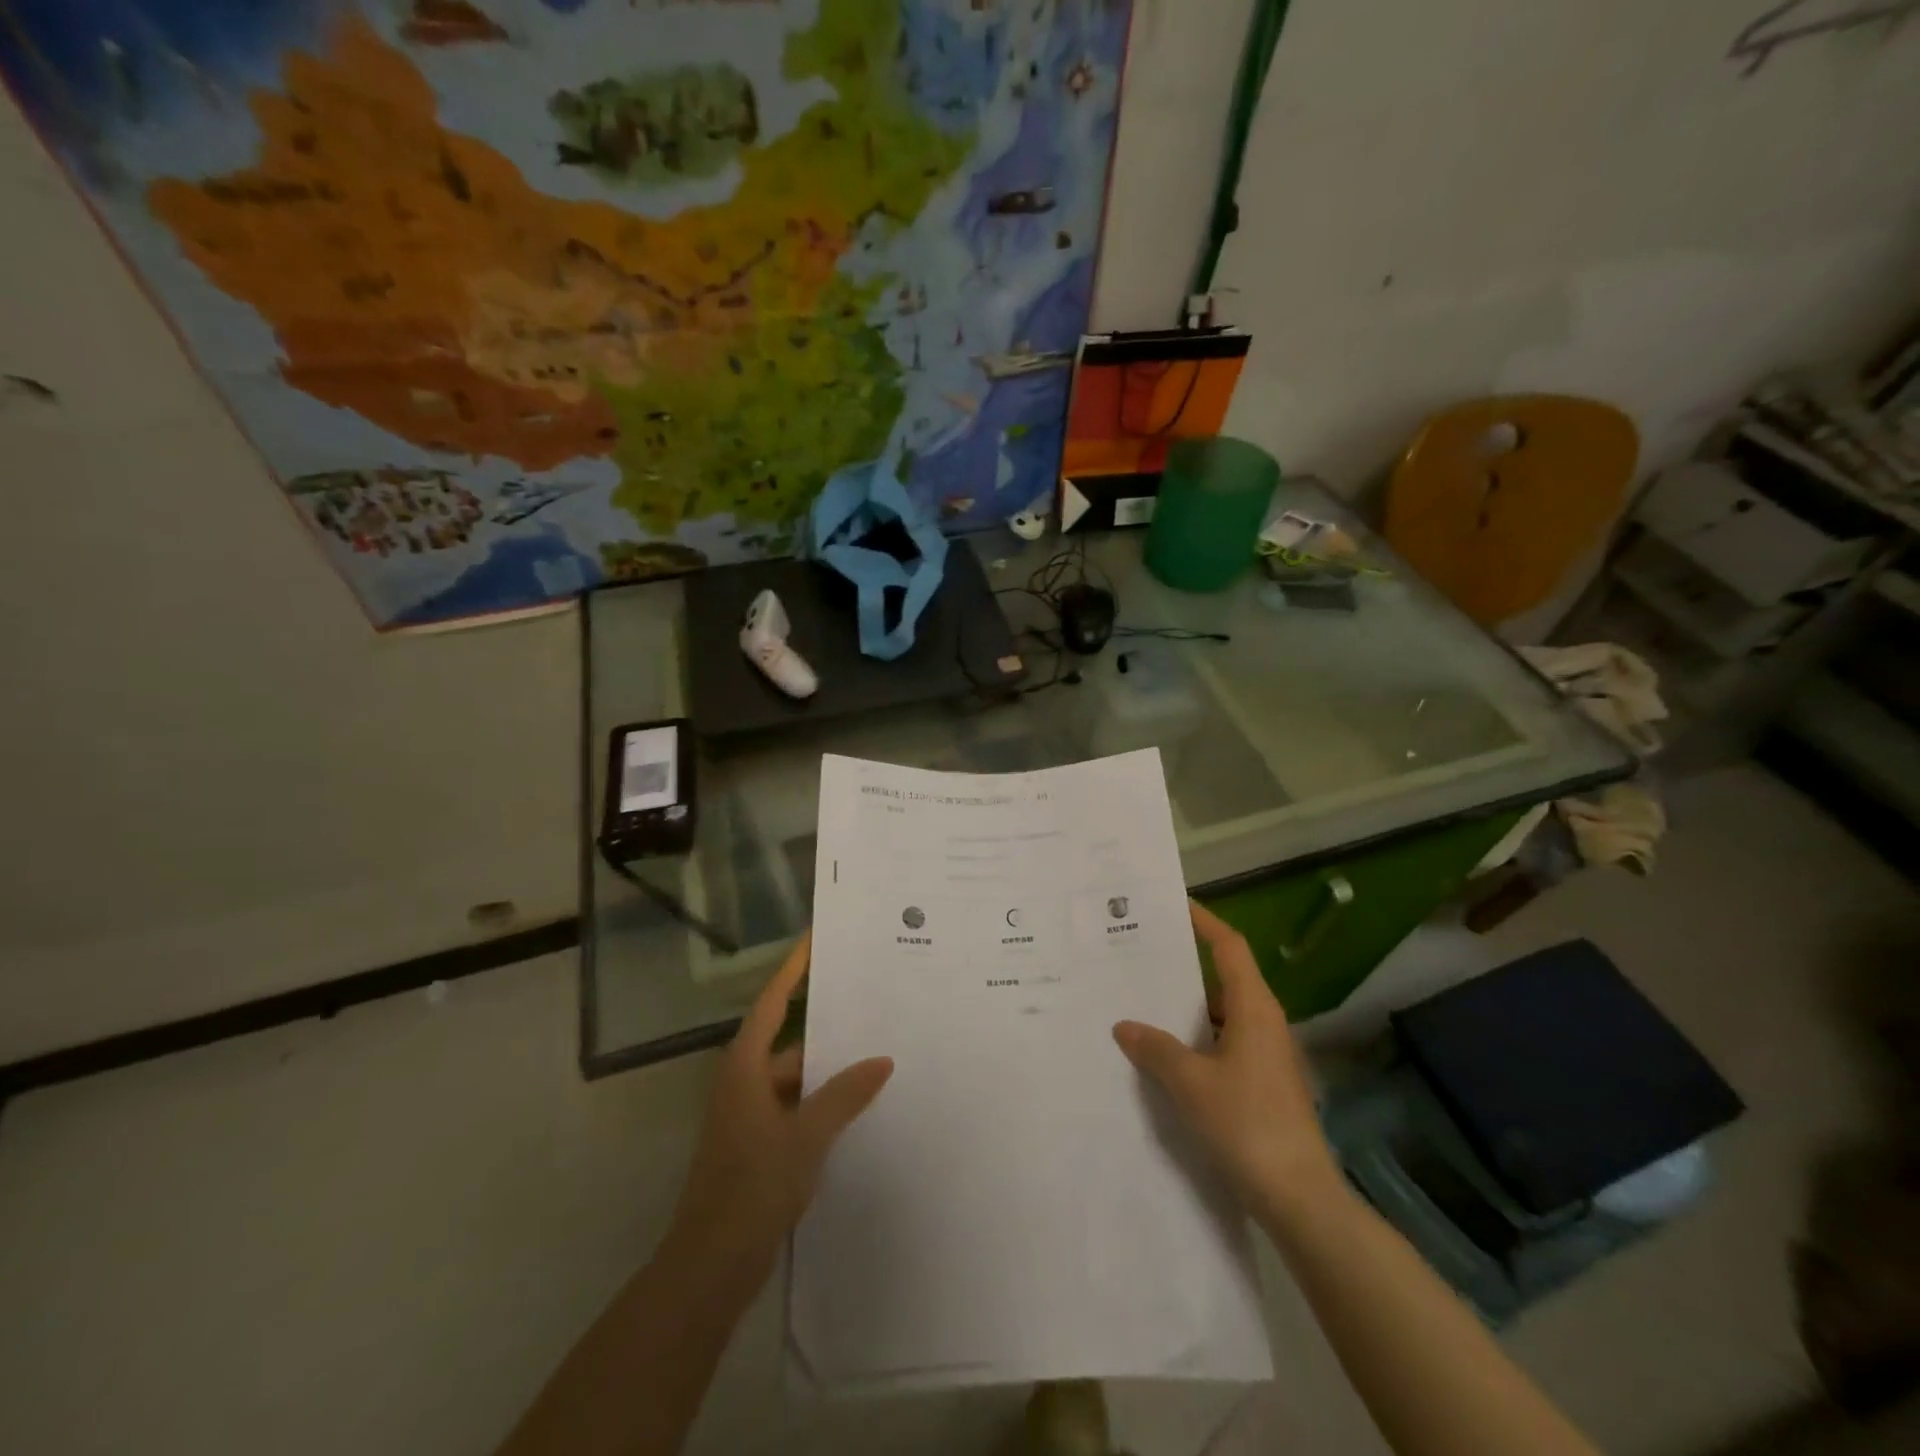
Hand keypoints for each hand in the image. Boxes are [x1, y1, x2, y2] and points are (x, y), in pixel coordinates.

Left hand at [663, 932, 893, 1305]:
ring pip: (795, 1079)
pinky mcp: (756, 1146)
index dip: (792, 969)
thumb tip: (882, 1061)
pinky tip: (856, 1108)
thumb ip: (845, 1095)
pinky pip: (795, 1108)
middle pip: (789, 1041)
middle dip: (827, 1027)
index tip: (814, 940)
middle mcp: (743, 1083)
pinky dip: (821, 1103)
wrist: (710, 1267)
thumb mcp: (806, 1136)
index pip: (773, 1003)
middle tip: (869, 1005)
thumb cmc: (752, 1187)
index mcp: (745, 1067)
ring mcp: (748, 1116)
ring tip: (875, 1056)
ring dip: (828, 1071)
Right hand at [1114, 901, 1344, 1223]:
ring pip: (1220, 1014)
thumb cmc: (1248, 1125)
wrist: (1300, 1198)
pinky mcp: (1262, 1083)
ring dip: (1185, 1007)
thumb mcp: (1190, 1083)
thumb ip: (1155, 1048)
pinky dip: (1194, 1038)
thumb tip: (1125, 1025)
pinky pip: (1222, 1043)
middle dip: (1183, 965)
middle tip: (1140, 955)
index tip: (1173, 905)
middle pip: (1222, 977)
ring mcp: (1265, 1055)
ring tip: (1140, 1001)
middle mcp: (1264, 1022)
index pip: (1229, 947)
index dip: (1204, 922)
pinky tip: (1163, 1054)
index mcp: (1254, 1009)